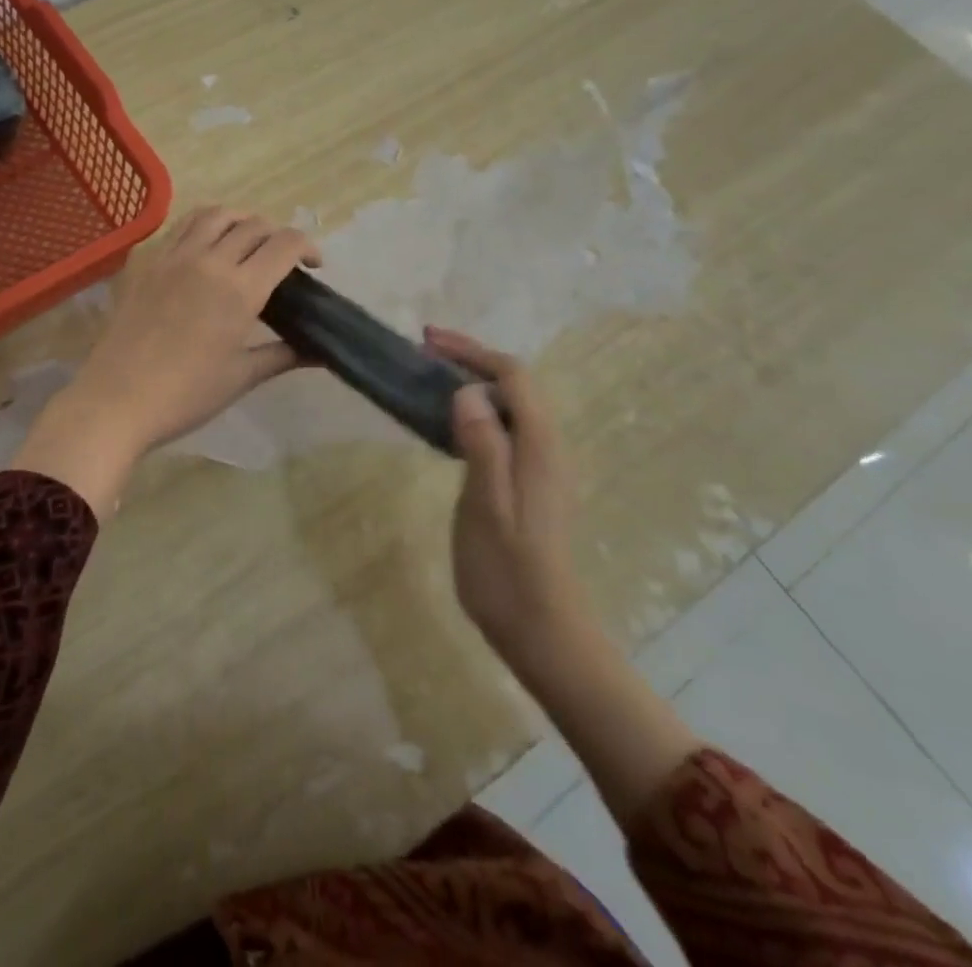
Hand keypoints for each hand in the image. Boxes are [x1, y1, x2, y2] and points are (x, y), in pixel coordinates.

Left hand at [14, 208, 318, 515]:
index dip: (308, 246)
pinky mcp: (148, 263)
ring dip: (240, 220)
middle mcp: (209, 260)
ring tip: (246, 242)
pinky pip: (181, 227)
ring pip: (214, 214)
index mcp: (239, 289)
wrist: (116, 400)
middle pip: (253, 224)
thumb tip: (321, 352)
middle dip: (277, 234)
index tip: (314, 265)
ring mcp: (173, 257)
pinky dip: (204, 226)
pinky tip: (205, 250)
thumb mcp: (240, 376)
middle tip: (283, 260)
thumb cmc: (185, 395)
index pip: (284, 244)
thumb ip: (282, 355)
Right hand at [426, 327, 588, 663]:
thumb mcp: (487, 505)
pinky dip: (475, 410)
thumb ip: (482, 444)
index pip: (513, 376)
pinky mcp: (528, 483)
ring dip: (473, 382)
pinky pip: (503, 428)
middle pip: (515, 384)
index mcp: (540, 446)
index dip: (472, 351)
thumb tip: (468, 391)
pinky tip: (448, 424)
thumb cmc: (508, 570)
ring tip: (430, 377)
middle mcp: (547, 448)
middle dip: (472, 359)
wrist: (542, 630)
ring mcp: (540, 466)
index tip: (428, 341)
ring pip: (509, 405)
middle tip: (424, 351)